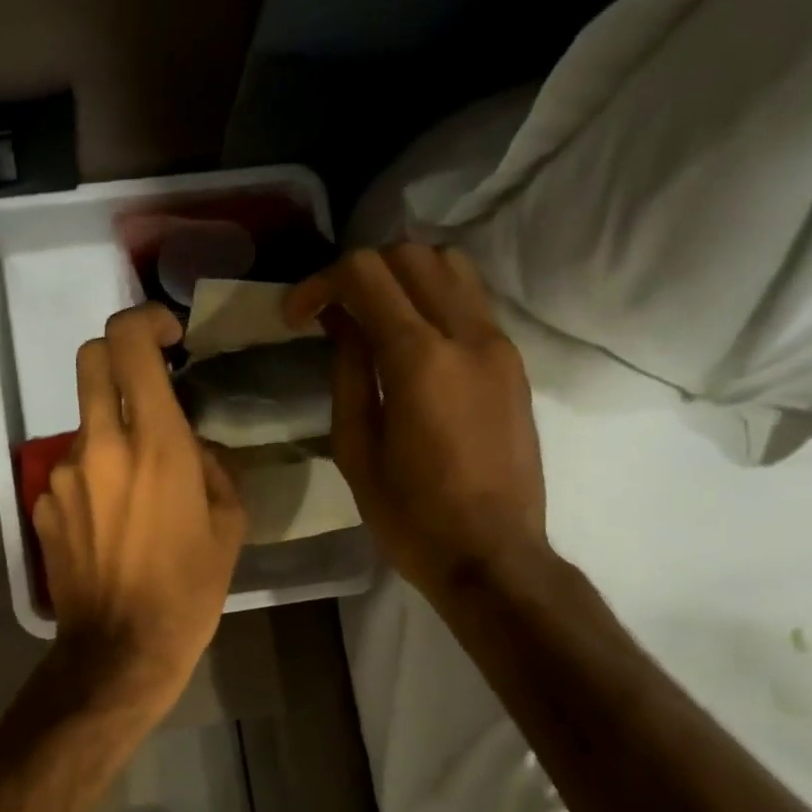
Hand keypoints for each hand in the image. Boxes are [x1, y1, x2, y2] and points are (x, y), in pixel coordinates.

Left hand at [33, 305, 247, 712]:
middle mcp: (99, 447)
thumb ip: (214, 467)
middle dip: (120, 355)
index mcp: (154, 444)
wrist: (121, 651)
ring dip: (111, 433)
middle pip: (91, 360)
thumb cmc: (189, 591)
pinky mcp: (43, 506)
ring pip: (84, 424)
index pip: (129, 344)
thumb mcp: (229, 525)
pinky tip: (112, 521)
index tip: (168, 335)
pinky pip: (71, 471)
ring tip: (139, 487)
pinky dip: (94, 477)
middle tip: (148, 383)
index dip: (146, 321)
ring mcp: (62, 476)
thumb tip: (194, 447)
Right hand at [287, 244, 545, 600]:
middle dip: (361, 271)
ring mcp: (499, 345)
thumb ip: (349, 374)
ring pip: (452, 266)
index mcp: (420, 361)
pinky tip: (411, 338)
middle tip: (331, 312)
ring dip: (403, 276)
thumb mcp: (357, 451)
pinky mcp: (514, 363)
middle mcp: (467, 335)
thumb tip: (343, 323)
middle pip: (412, 255)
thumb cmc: (412, 517)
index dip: (321, 282)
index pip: (368, 275)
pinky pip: (472, 301)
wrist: (493, 555)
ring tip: (373, 316)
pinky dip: (434, 298)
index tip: (297, 315)